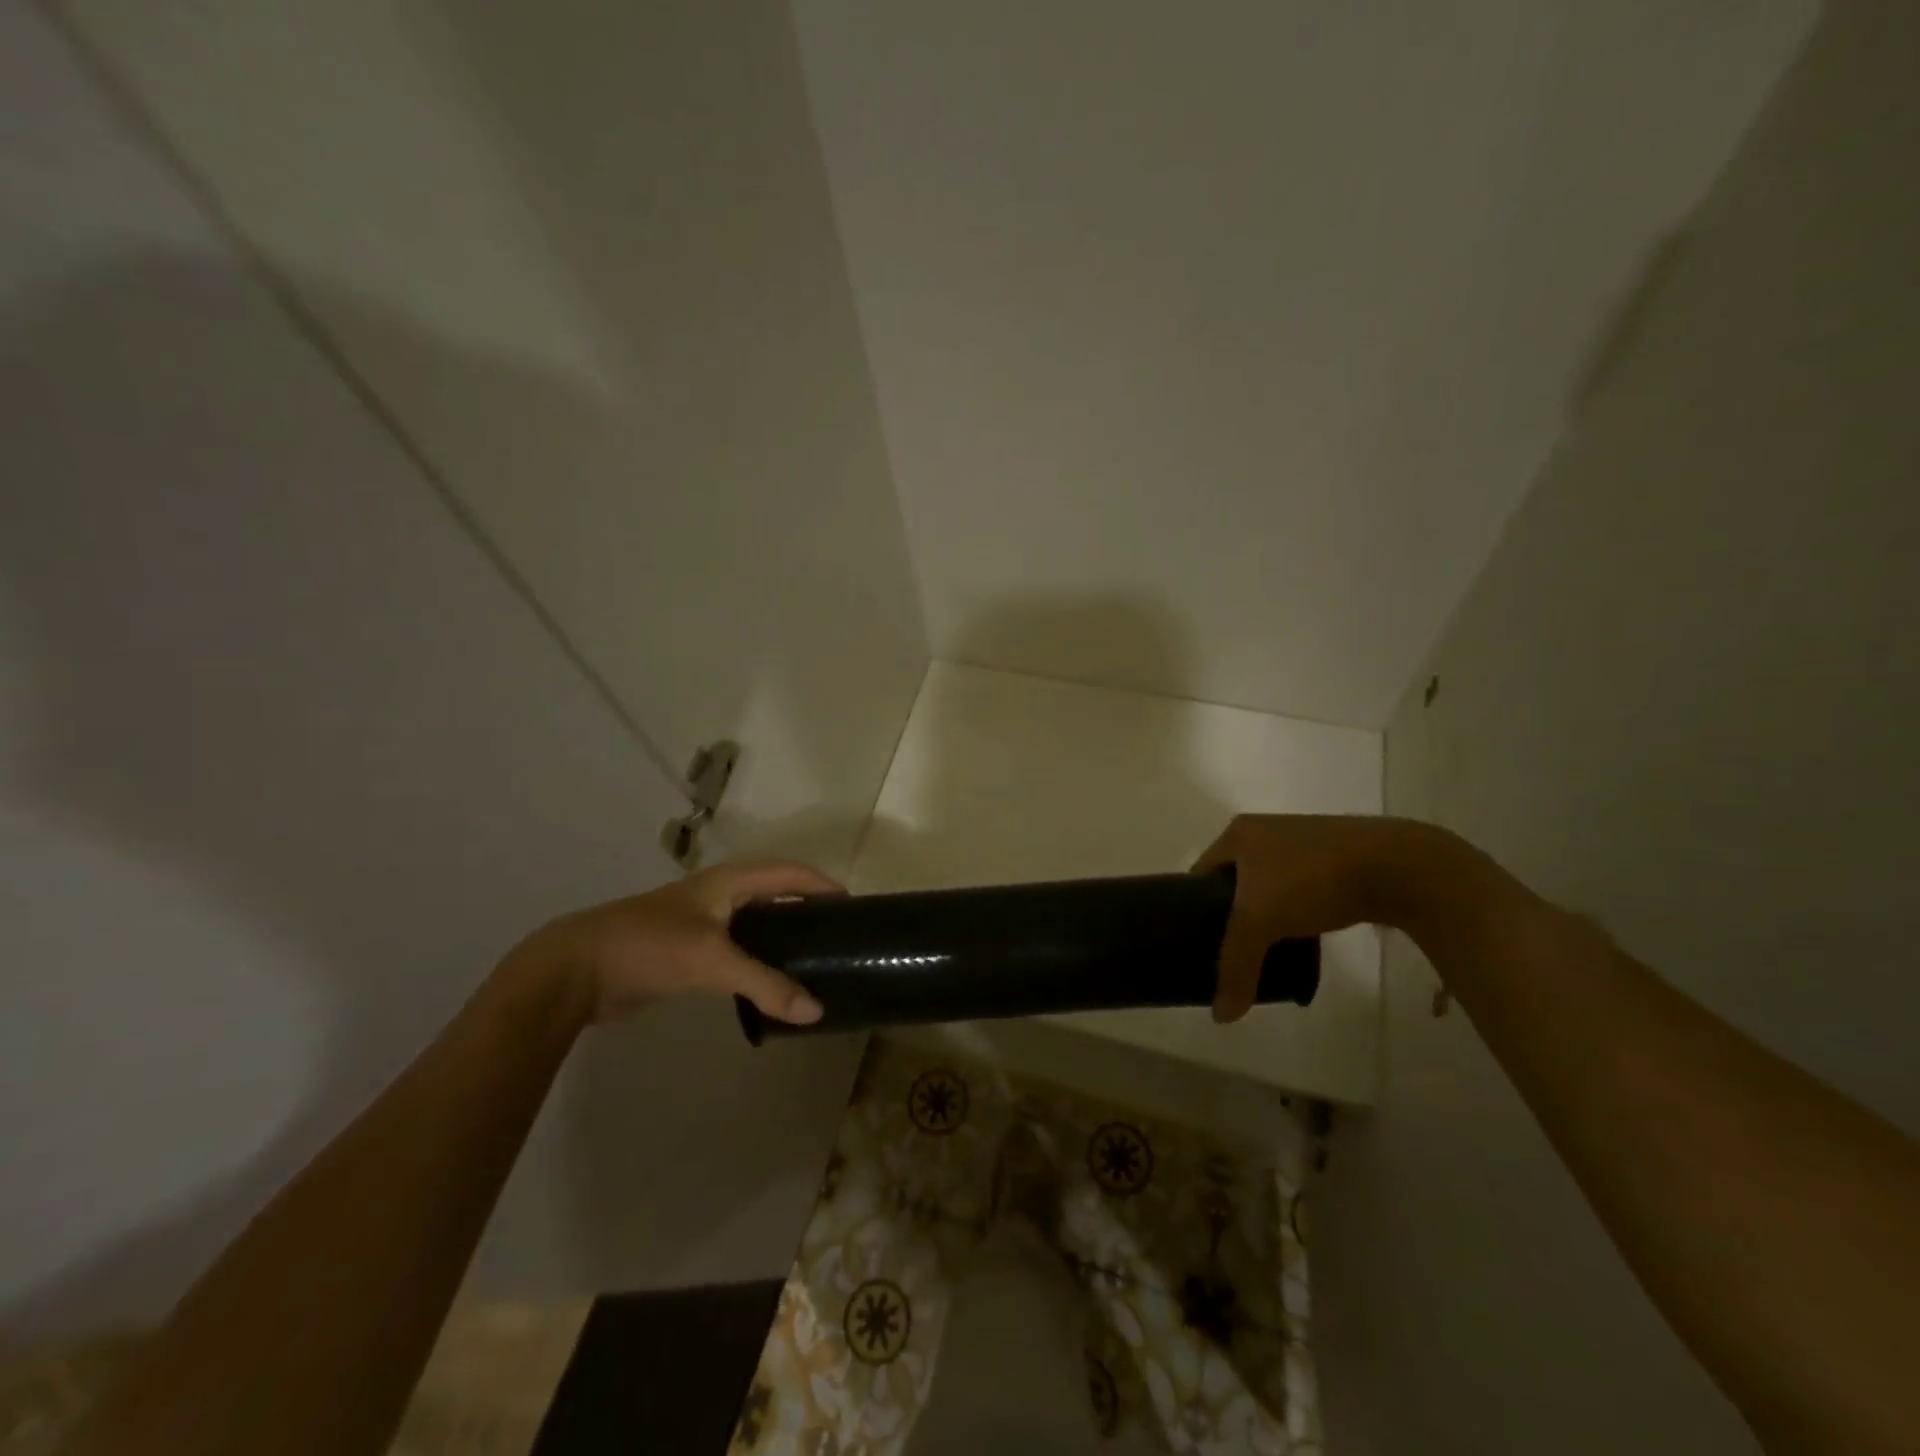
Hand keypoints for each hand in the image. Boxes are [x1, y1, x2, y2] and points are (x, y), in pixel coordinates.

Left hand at [508, 859, 843, 1026]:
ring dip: (782, 934)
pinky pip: (736, 950)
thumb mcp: (711, 960)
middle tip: (837, 933)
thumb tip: (816, 1011)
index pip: (787, 872)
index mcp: (727, 881)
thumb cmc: (649, 946)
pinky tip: (770, 981)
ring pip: (754, 923)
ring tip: (813, 957)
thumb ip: (764, 984)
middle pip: (773, 893)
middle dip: (805, 906)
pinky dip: (759, 960)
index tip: (852, 906)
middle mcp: (717, 895)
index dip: (820, 883)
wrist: (575, 971)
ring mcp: (700, 923)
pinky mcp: (686, 952)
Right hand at [1194, 815, 1432, 1021]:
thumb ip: (1236, 966)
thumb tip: (1221, 1017)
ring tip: (1263, 949)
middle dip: (1230, 915)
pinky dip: (1295, 914)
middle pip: (1233, 880)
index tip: (1194, 941)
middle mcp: (1265, 832)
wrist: (1394, 865)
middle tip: (1228, 950)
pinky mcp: (1335, 860)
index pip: (1199, 873)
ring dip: (1265, 916)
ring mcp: (1303, 843)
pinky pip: (1299, 891)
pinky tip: (1300, 939)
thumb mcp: (1260, 921)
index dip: (1191, 907)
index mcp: (1238, 834)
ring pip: (1268, 887)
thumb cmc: (1310, 878)